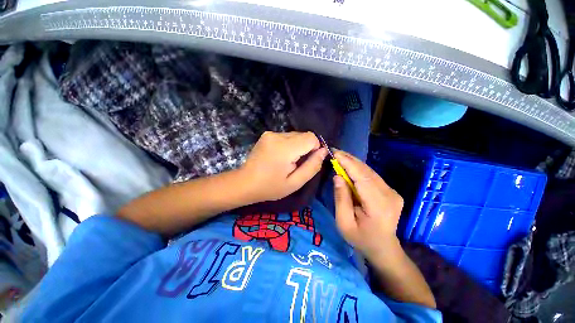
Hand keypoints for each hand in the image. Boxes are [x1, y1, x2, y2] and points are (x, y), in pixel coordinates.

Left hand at [240, 131, 327, 202]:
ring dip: (296, 147)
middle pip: (303, 135)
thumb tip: (324, 151)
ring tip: (287, 161)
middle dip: (305, 148)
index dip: (314, 149)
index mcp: (285, 148)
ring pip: (295, 135)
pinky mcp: (266, 134)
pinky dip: (288, 145)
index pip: (311, 137)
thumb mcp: (295, 183)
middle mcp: (277, 135)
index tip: (308, 161)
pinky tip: (280, 157)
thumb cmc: (270, 187)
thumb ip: (312, 166)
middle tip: (296, 164)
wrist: (245, 183)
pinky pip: (286, 136)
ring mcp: (270, 133)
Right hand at [333, 150, 403, 260]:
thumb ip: (341, 199)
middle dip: (349, 159)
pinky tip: (349, 167)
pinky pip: (372, 176)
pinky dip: (359, 169)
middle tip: (334, 152)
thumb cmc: (361, 239)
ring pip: (370, 171)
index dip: (348, 163)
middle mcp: (389, 195)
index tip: (335, 153)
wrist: (384, 248)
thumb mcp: (344, 223)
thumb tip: (338, 176)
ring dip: (354, 163)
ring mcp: (392, 192)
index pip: (362, 177)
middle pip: (367, 171)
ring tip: (339, 156)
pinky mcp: (391, 191)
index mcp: (378, 205)